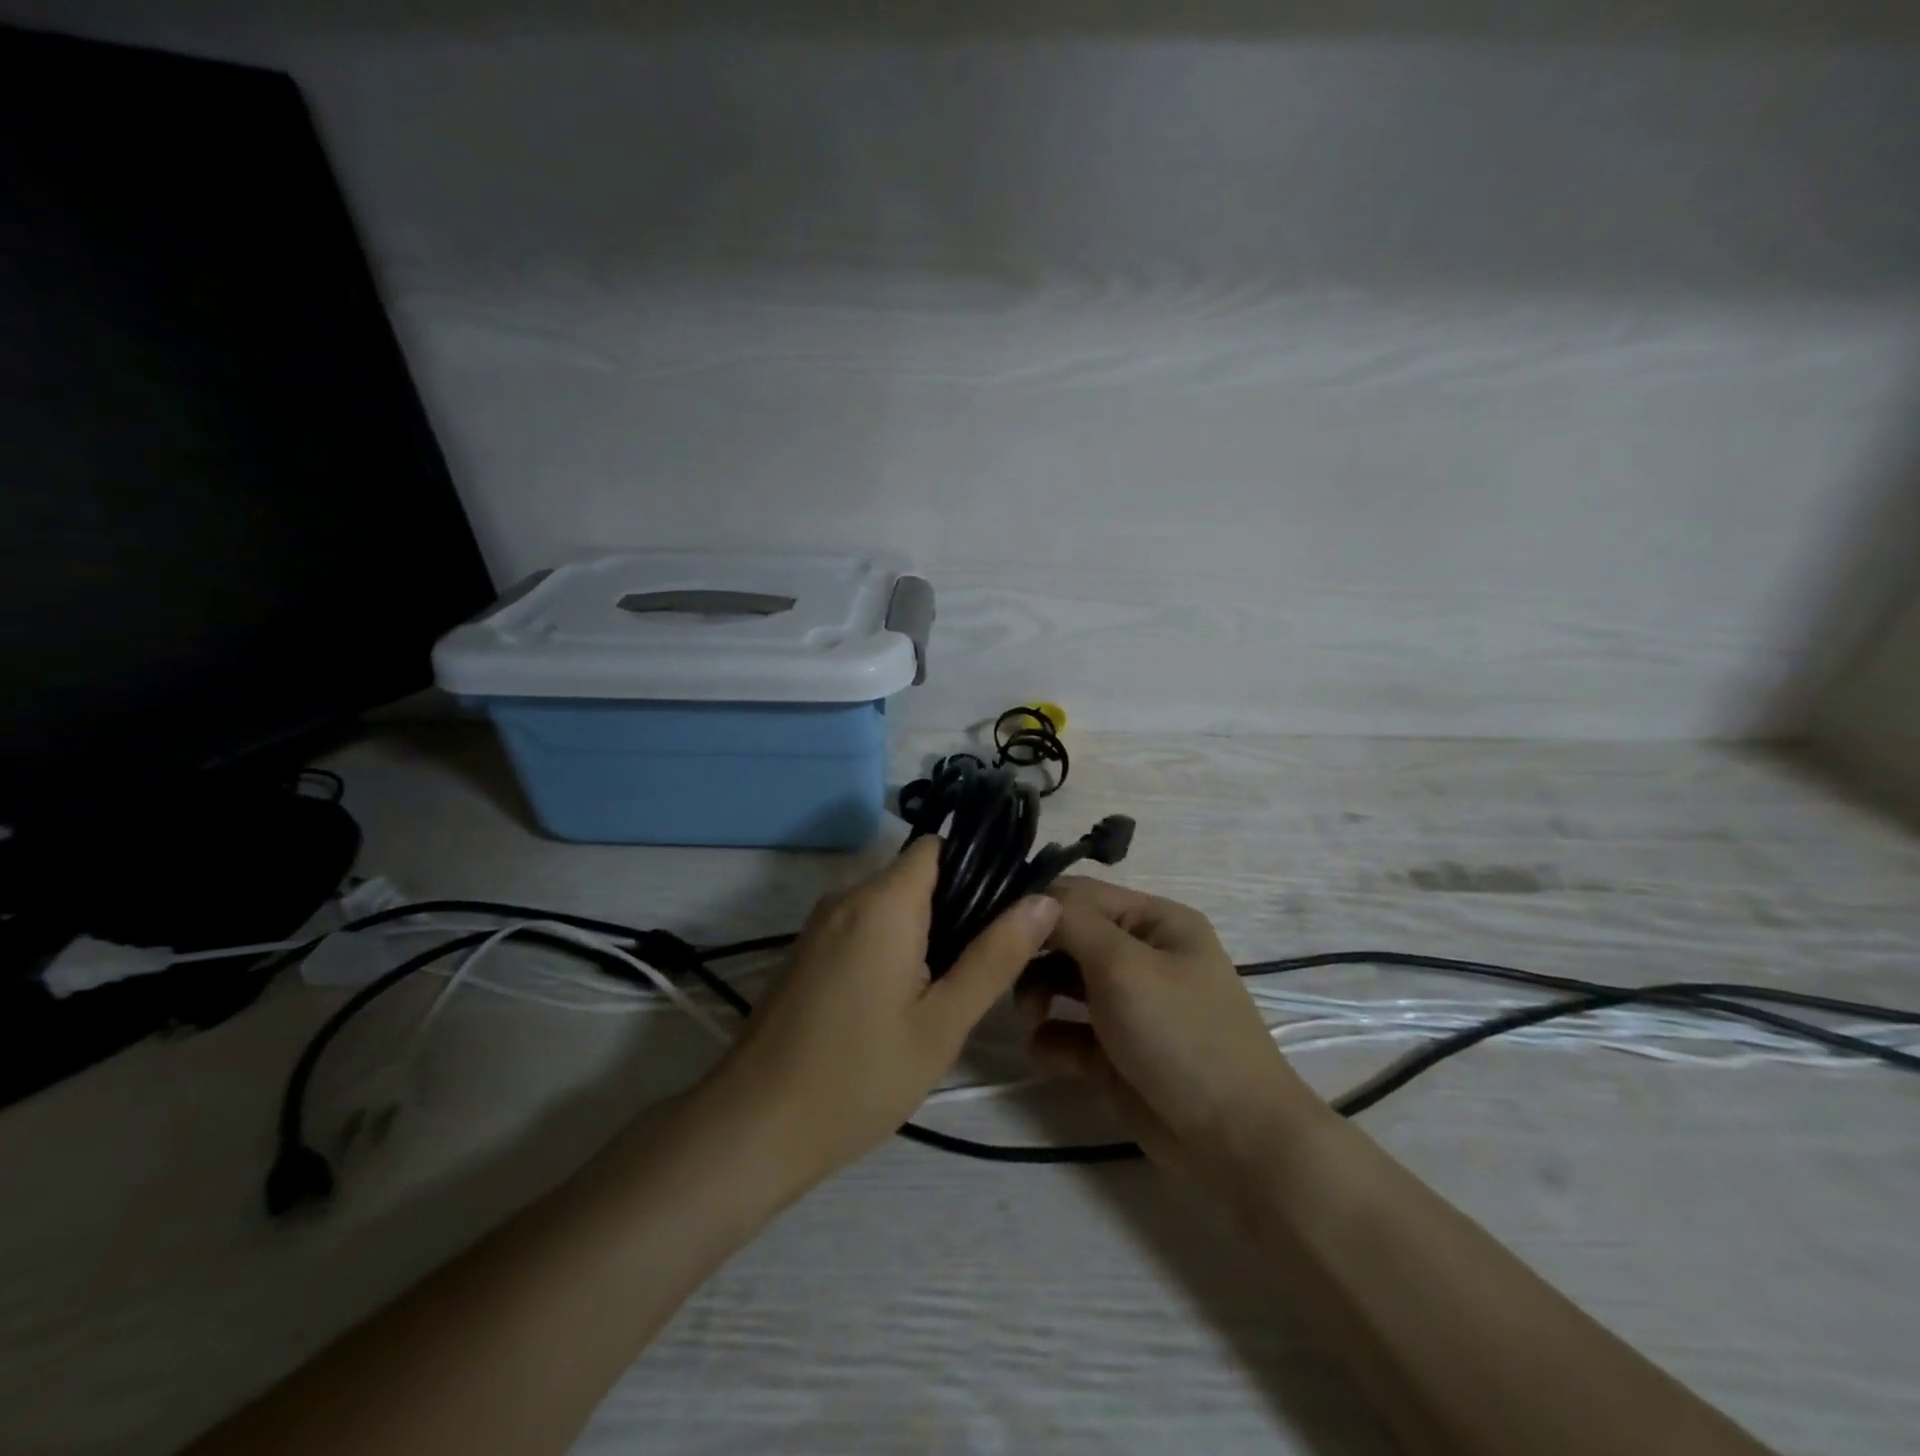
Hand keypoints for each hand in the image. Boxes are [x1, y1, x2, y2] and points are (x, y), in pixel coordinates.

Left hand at [714, 837, 1060, 1186]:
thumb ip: (996, 956)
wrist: (753, 1127)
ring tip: (949, 988)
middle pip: (916, 876)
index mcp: (883, 901)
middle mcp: (847, 896)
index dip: (977, 869)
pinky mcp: (807, 951)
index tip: (1006, 912)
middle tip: (985, 965)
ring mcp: (820, 924)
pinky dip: (891, 946)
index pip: (938, 847)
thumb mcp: (943, 1023)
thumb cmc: (858, 1077)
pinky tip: (902, 1000)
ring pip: (890, 904)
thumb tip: (1044, 901)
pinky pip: (863, 927)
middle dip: (955, 908)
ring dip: (924, 932)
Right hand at [1019, 878, 1321, 1178]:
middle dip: (1035, 953)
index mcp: (1154, 921)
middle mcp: (1140, 955)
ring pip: (1062, 982)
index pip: (1081, 895)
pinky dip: (1052, 1039)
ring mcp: (1127, 1005)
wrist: (1234, 1142)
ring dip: (1037, 993)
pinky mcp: (1113, 1053)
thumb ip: (1072, 924)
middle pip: (1068, 937)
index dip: (1037, 906)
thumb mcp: (1125, 966)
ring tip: (1031, 1016)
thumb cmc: (1181, 1034)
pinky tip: (1051, 1054)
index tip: (993, 925)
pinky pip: (1068, 1032)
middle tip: (1008, 977)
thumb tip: (1030, 898)